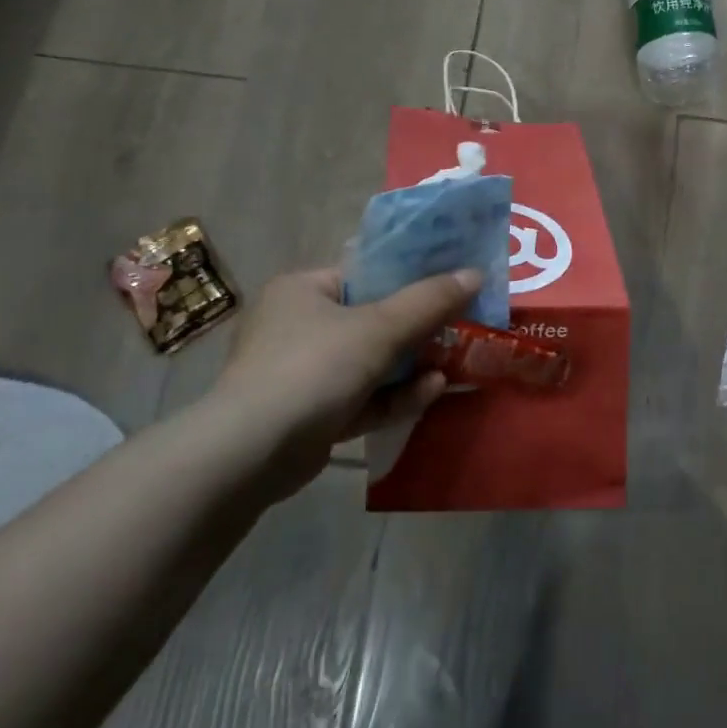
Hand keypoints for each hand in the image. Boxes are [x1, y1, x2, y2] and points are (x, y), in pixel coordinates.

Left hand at [207, 266, 481, 491]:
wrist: (250, 454)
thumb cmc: (314, 367)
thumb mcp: (379, 328)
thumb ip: (429, 301)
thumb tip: (476, 273)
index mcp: (303, 289)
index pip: (365, 274)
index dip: (411, 279)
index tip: (450, 286)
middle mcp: (297, 325)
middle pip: (372, 320)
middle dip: (418, 330)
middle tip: (459, 330)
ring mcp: (300, 373)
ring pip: (369, 362)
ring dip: (411, 366)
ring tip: (452, 366)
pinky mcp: (308, 414)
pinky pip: (360, 396)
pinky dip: (393, 395)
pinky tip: (431, 392)